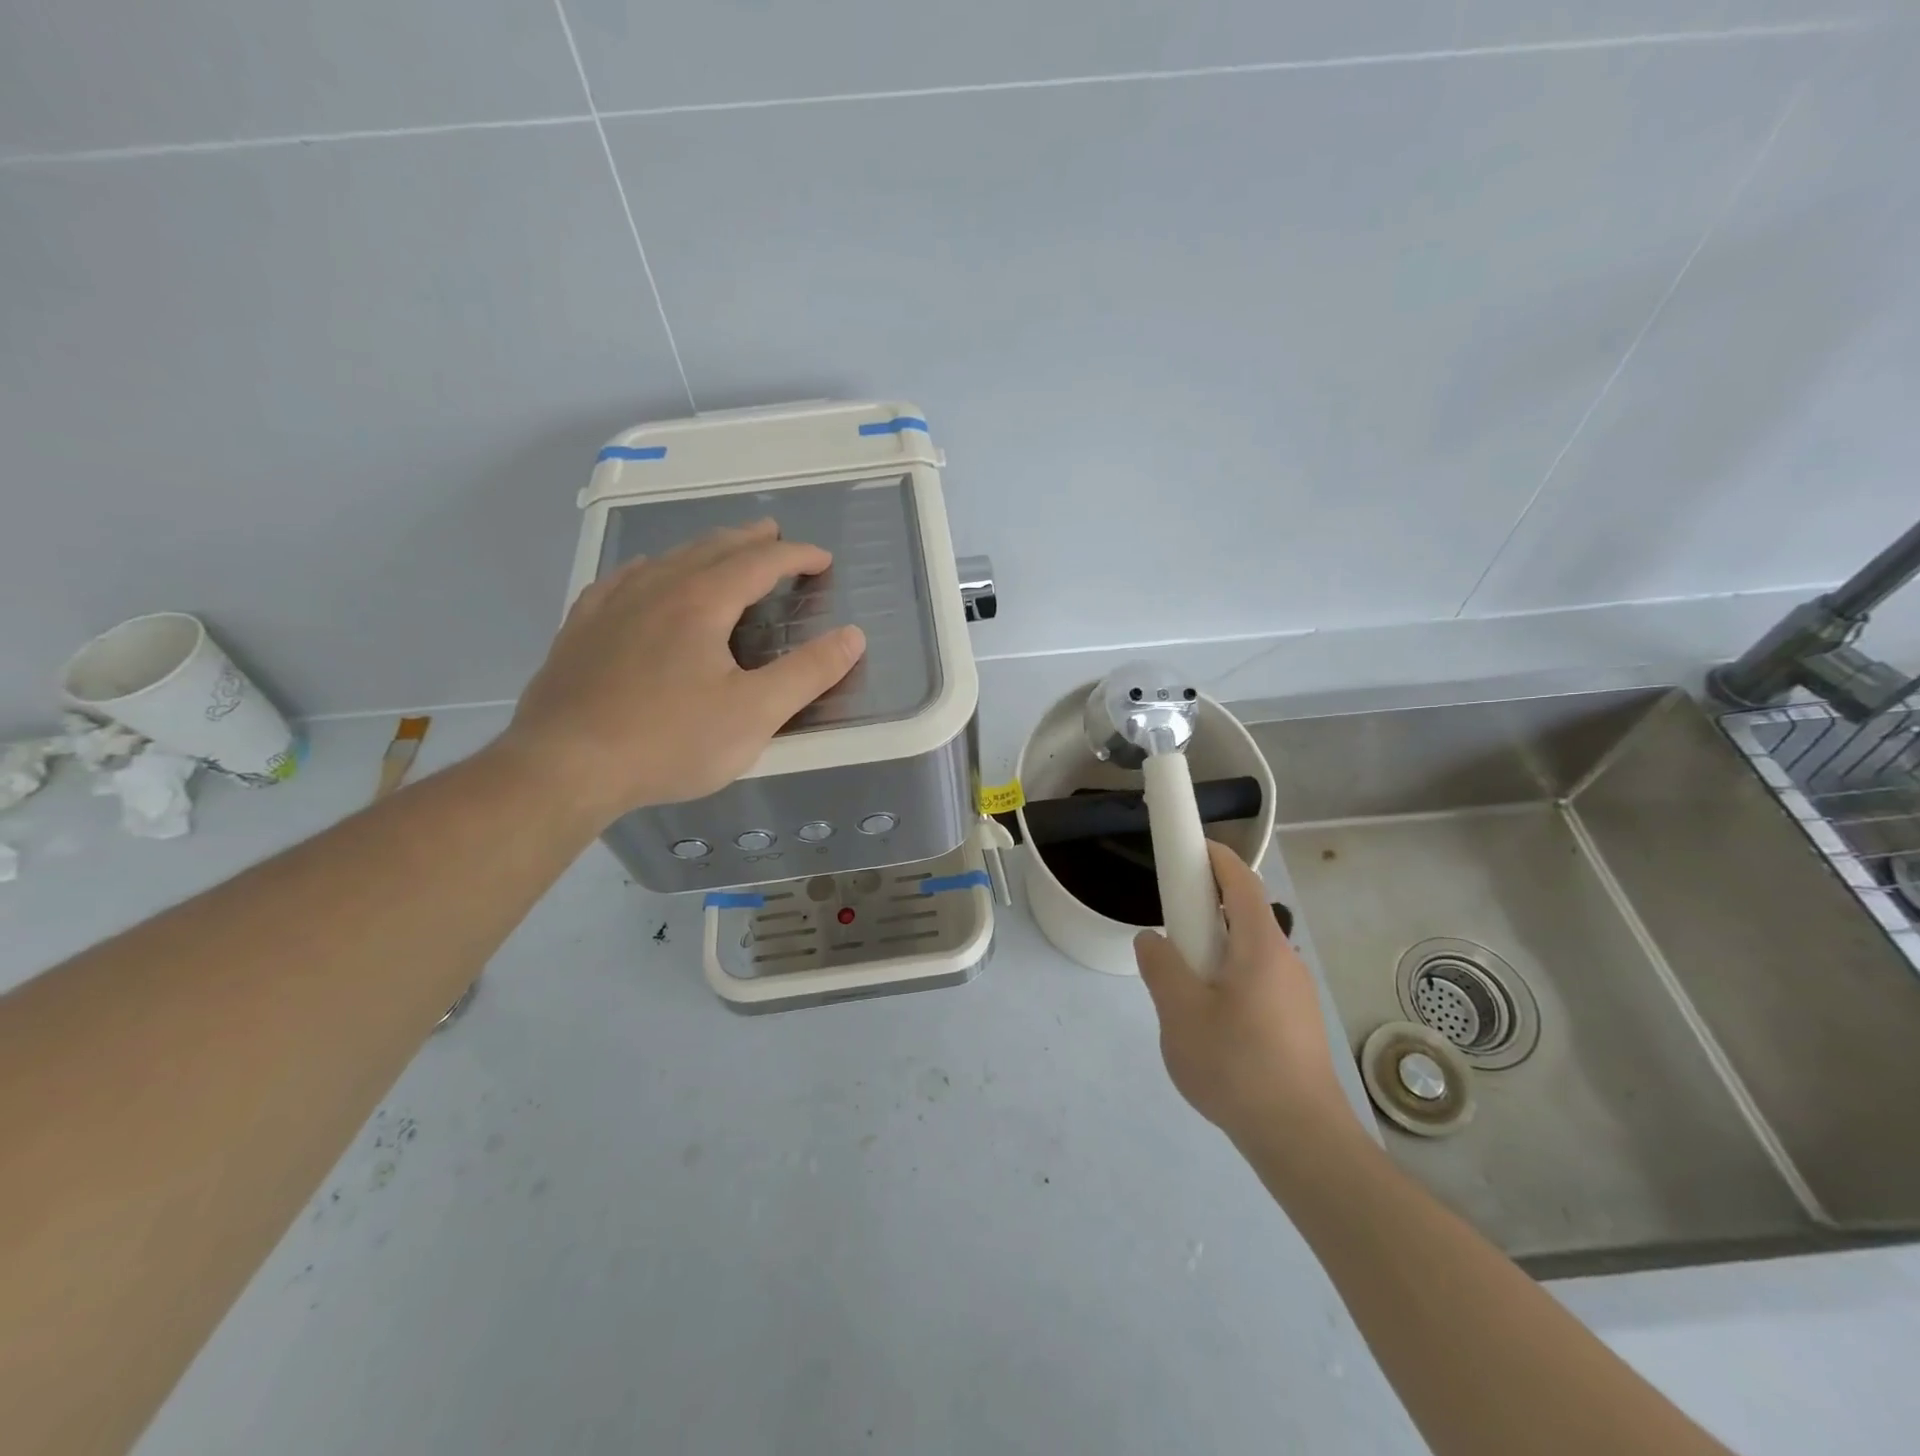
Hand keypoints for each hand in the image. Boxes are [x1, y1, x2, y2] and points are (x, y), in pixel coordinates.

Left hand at [501, 519, 863, 822]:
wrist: (564, 766)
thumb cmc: (670, 742)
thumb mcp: (755, 714)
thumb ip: (808, 673)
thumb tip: (853, 636)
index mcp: (702, 602)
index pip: (760, 563)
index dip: (796, 556)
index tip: (822, 559)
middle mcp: (656, 588)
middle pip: (712, 548)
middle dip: (750, 540)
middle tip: (775, 536)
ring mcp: (612, 605)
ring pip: (666, 559)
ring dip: (704, 549)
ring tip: (722, 551)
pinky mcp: (581, 628)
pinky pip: (623, 579)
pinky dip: (652, 568)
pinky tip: (646, 576)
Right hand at [1134, 841, 1351, 1147]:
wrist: (1301, 1139)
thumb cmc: (1237, 1065)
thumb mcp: (1180, 1013)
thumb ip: (1160, 967)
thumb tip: (1152, 940)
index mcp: (1260, 946)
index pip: (1240, 881)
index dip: (1214, 857)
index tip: (1187, 848)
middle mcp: (1284, 960)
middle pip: (1245, 914)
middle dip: (1207, 907)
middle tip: (1171, 924)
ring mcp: (1295, 993)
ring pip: (1249, 951)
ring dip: (1216, 948)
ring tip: (1183, 982)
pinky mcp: (1297, 1023)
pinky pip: (1257, 981)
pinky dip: (1229, 977)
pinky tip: (1210, 1019)